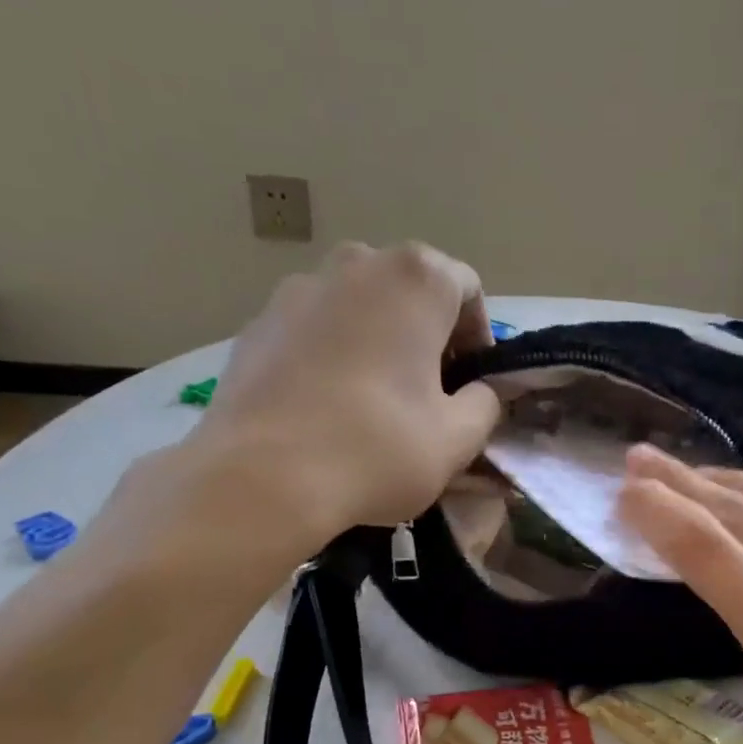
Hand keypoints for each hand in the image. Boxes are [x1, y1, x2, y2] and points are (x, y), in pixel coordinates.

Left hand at [193, 241, 500, 539]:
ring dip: (378, 343)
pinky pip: (313, 332)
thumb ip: (485, 403)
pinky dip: (331, 357)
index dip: (478, 338)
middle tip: (429, 394)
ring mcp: (297, 290)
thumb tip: (479, 392)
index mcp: (415, 280)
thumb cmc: (377, 449)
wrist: (262, 478)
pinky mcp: (256, 325)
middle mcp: (355, 264)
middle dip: (426, 336)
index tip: (470, 385)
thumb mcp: (459, 438)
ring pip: (358, 309)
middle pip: (409, 292)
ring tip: (374, 402)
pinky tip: (326, 409)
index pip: (467, 288)